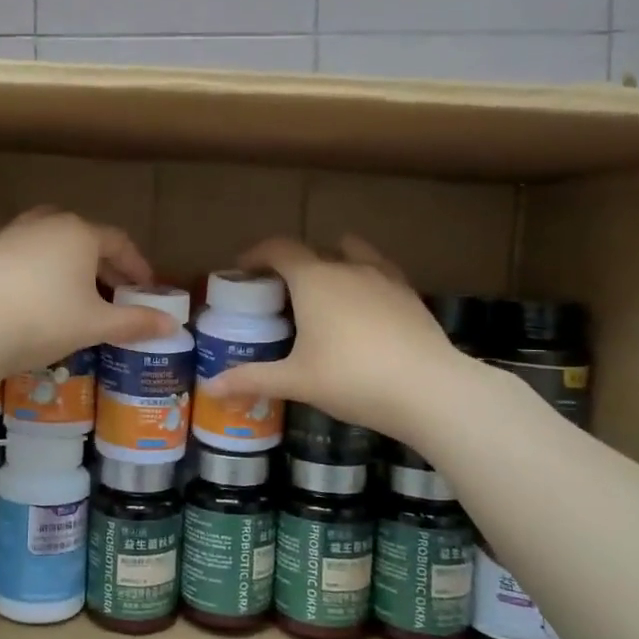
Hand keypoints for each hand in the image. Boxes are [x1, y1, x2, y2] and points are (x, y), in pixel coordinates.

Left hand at [0, 210, 175, 394]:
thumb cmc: (43, 322)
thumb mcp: (94, 325)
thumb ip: (135, 322)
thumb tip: (173, 325)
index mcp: (79, 234)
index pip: (119, 243)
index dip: (136, 266)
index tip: (146, 288)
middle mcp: (45, 222)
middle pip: (83, 235)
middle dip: (101, 261)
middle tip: (112, 289)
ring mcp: (8, 231)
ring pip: (44, 232)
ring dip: (61, 252)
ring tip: (68, 277)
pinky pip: (4, 237)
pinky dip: (17, 246)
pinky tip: (14, 253)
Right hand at [198, 236, 487, 445]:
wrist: (429, 389)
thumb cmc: (352, 379)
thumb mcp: (296, 381)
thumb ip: (251, 379)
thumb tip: (209, 386)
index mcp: (314, 280)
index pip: (278, 249)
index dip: (256, 254)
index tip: (242, 269)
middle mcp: (347, 267)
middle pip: (312, 251)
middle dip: (291, 264)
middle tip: (278, 293)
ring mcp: (384, 278)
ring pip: (352, 254)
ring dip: (332, 263)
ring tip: (324, 292)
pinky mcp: (410, 295)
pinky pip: (380, 273)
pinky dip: (364, 280)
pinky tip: (365, 308)